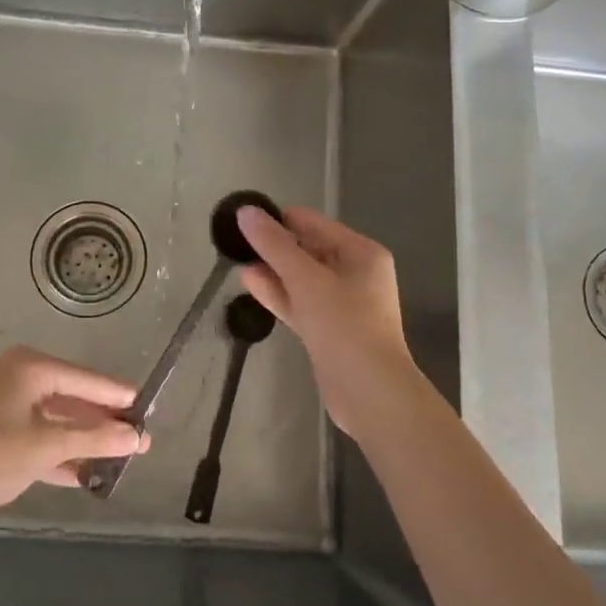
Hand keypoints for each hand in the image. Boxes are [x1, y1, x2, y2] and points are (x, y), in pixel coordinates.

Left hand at [0, 347, 149, 523]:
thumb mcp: (46, 446)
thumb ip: (94, 439)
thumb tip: (137, 437)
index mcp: (32, 368)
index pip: (87, 379)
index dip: (117, 395)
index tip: (149, 406)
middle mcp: (23, 379)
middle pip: (75, 399)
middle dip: (104, 422)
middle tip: (140, 439)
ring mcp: (11, 406)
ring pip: (60, 421)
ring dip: (86, 441)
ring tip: (123, 458)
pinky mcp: (2, 434)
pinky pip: (43, 438)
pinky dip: (63, 454)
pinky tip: (88, 475)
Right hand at [236, 205, 421, 441]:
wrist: (370, 393)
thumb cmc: (344, 324)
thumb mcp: (306, 279)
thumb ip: (274, 245)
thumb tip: (246, 212)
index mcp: (361, 253)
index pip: (314, 224)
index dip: (280, 220)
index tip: (245, 219)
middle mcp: (356, 274)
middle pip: (309, 250)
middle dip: (275, 246)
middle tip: (236, 241)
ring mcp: (343, 305)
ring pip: (302, 279)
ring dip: (273, 270)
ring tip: (237, 260)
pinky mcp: (329, 330)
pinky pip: (301, 303)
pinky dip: (279, 293)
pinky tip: (249, 283)